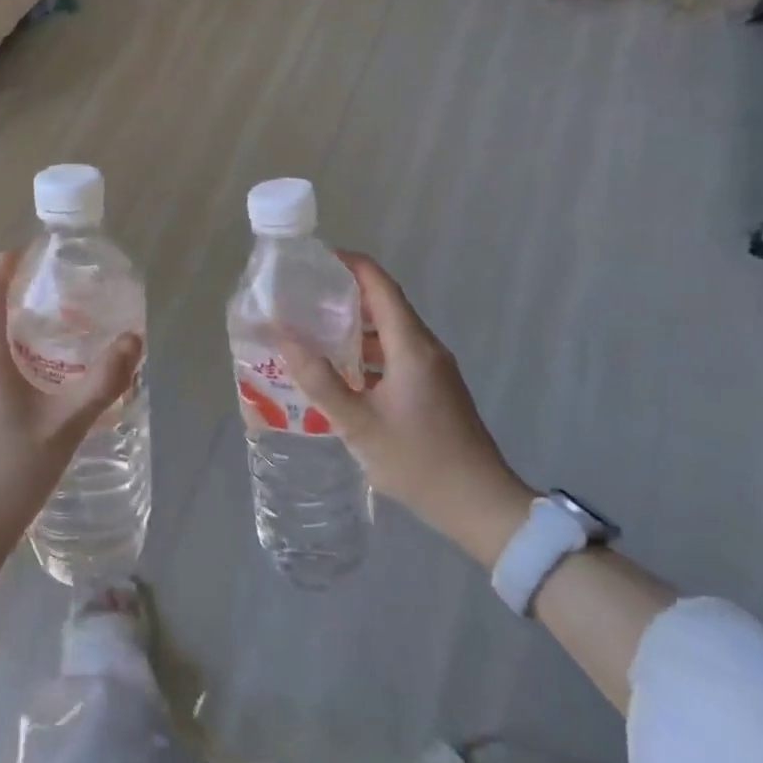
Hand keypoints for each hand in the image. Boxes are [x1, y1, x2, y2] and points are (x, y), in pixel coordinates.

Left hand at [0, 251, 141, 591]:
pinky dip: (0, 368)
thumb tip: (134, 340)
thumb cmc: (13, 471)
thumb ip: (102, 381)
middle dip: (16, 306)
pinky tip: (28, 395)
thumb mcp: (66, 424)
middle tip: (57, 306)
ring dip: (10, 341)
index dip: (2, 266)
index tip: (25, 250)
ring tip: (50, 351)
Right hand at [281, 253, 533, 567]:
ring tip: (312, 329)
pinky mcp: (434, 388)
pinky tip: (340, 369)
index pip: (381, 286)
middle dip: (345, 294)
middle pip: (386, 304)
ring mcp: (433, 369)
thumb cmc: (417, 461)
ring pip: (390, 331)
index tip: (316, 258)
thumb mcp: (358, 424)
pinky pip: (396, 353)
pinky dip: (367, 351)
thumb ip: (319, 380)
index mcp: (411, 347)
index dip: (351, 265)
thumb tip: (283, 337)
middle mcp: (425, 348)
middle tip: (303, 296)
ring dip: (355, 326)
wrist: (479, 504)